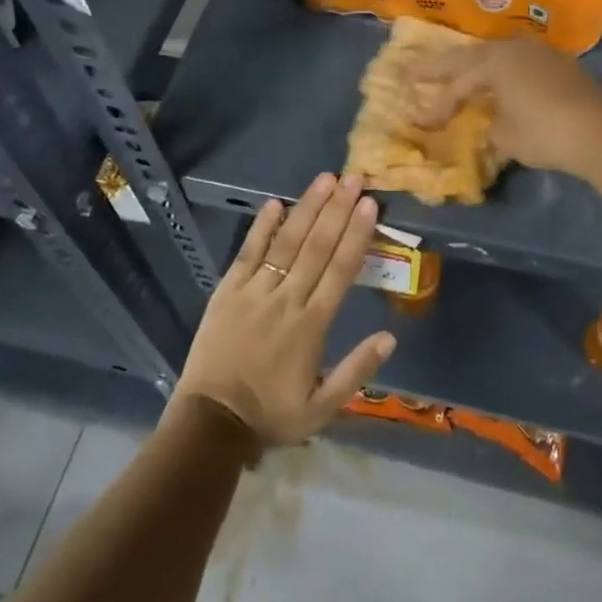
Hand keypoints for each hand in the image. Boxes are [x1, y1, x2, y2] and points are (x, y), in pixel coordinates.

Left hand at [171, 173, 395, 448]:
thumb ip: (356, 371)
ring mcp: (254, 292)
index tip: (369, 205)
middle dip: (337, 209)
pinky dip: (261, 227)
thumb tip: (390, 337)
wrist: (211, 423)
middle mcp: (287, 299)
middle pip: (317, 246)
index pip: (341, 270)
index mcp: (312, 325)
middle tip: (353, 178)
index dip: (356, 234)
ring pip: (286, 242)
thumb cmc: (271, 414)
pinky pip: (247, 253)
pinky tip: (274, 203)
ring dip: (307, 209)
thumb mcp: (323, 409)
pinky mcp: (227, 292)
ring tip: (324, 180)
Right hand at [411, 39, 601, 178]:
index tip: (421, 124)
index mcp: (493, 62)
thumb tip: (490, 119)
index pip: (456, 85)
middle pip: (468, 57)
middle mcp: (512, 49)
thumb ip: (488, 124)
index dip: (437, 106)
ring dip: (472, 64)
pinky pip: (516, 61)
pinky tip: (496, 80)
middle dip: (439, 67)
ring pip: (494, 54)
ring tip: (454, 72)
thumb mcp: (505, 136)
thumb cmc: (545, 134)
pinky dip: (498, 70)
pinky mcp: (557, 63)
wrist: (601, 133)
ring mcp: (538, 52)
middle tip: (412, 71)